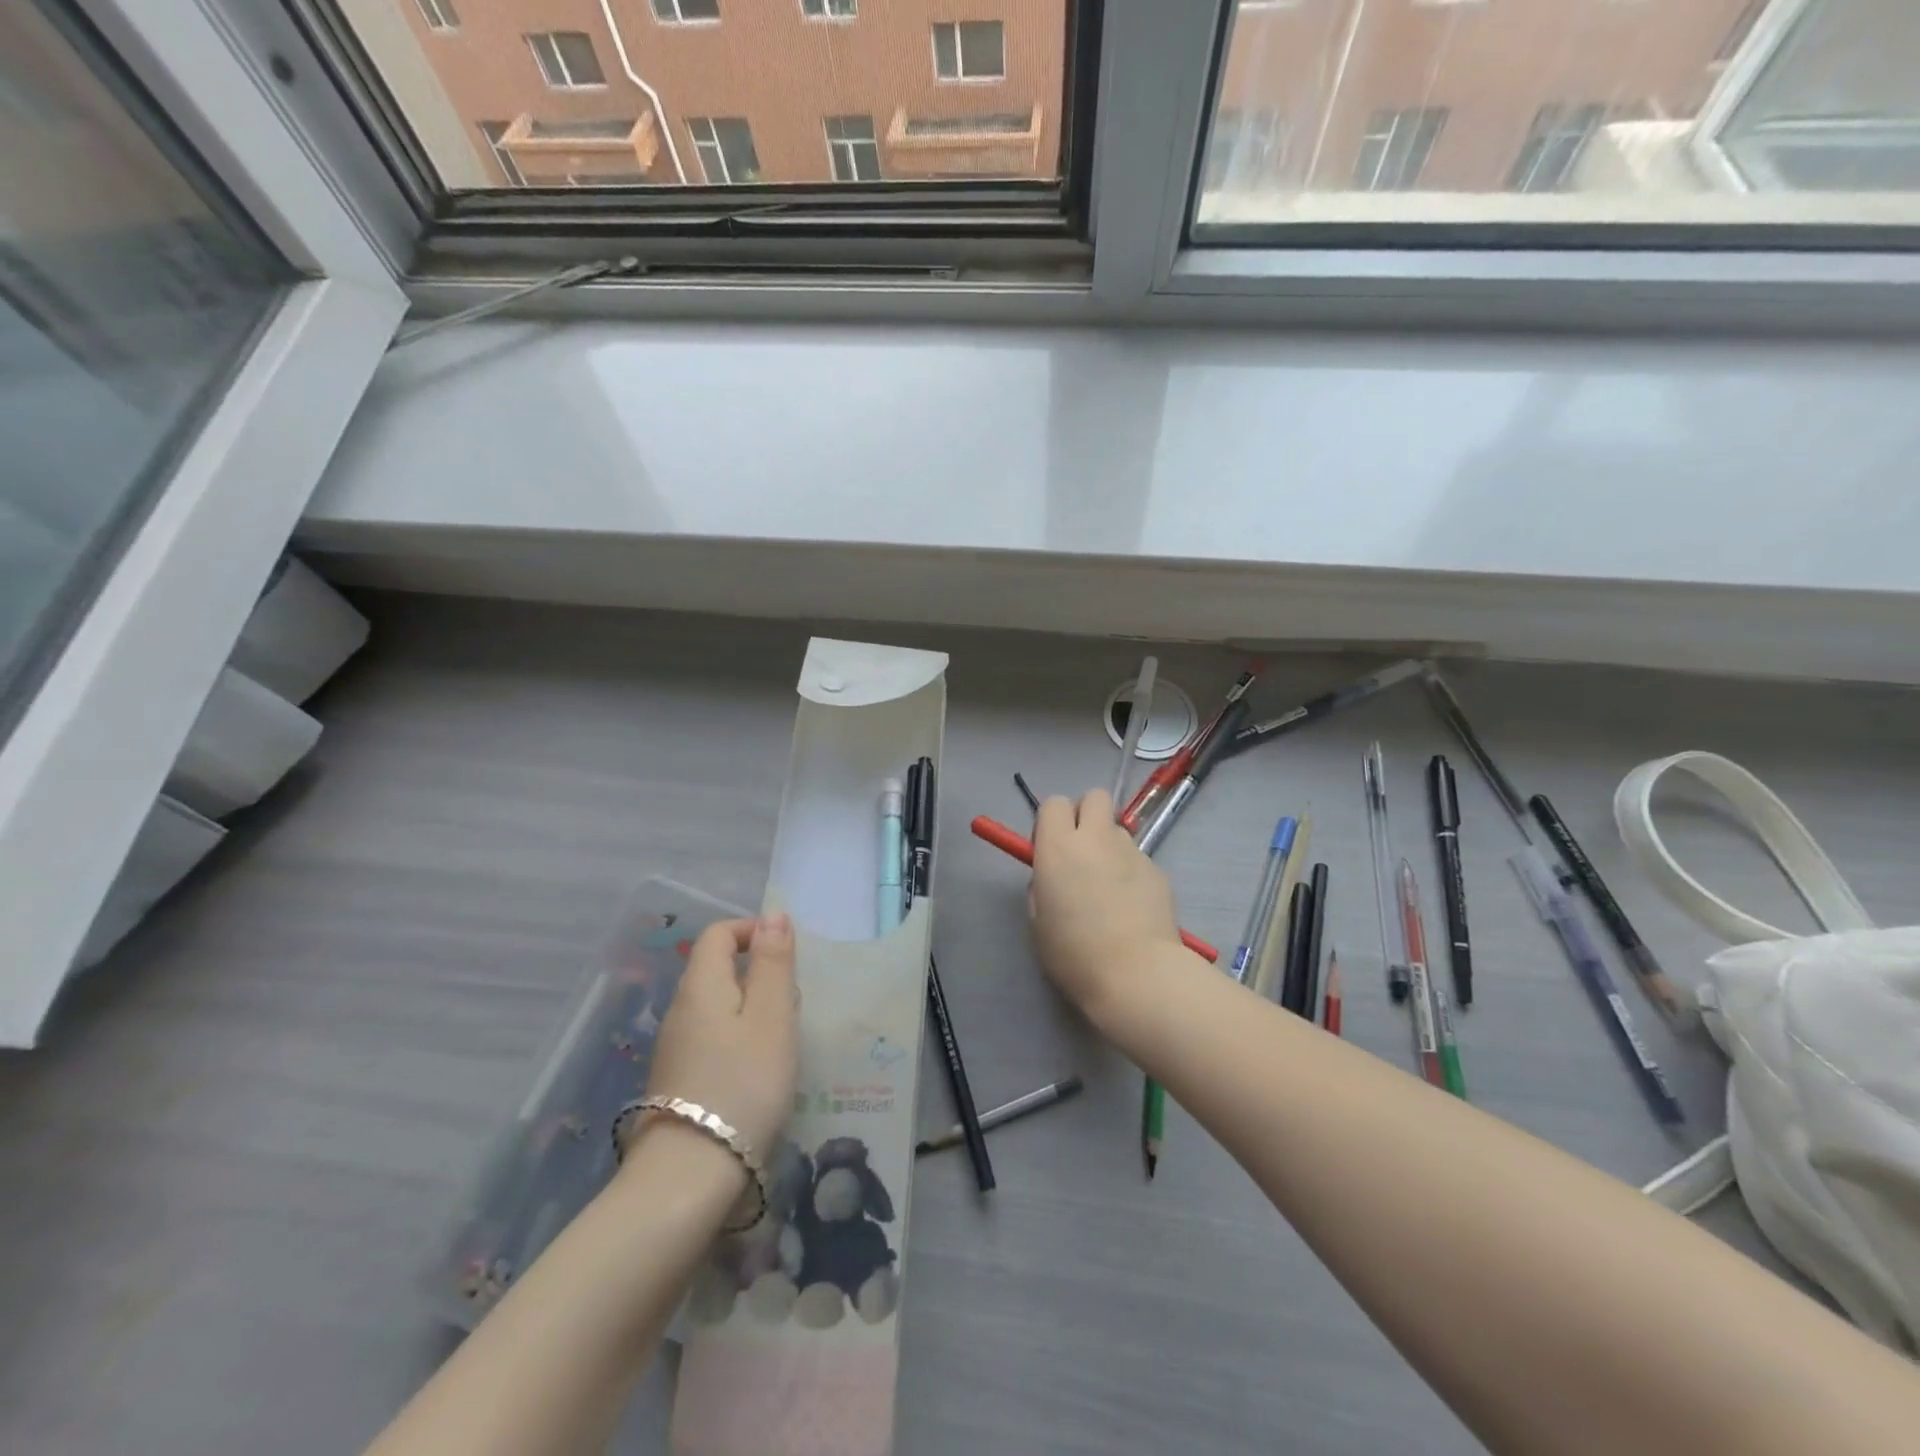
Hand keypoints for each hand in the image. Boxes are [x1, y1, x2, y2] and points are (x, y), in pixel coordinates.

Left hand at [642, 914, 798, 1161]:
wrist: (690, 1175)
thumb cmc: (743, 1084)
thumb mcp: (772, 1016)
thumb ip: (773, 962)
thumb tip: (773, 915)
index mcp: (701, 986)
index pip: (718, 934)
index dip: (752, 931)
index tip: (787, 954)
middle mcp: (680, 1010)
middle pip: (716, 968)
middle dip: (758, 973)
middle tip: (792, 1004)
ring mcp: (674, 1048)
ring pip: (716, 1006)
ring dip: (751, 1009)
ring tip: (781, 1040)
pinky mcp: (677, 1081)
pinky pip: (711, 1038)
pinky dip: (738, 1039)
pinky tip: (757, 1072)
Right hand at [1029, 789, 1184, 1024]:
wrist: (1136, 974)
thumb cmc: (1074, 953)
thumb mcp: (1038, 920)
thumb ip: (1042, 886)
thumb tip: (1054, 875)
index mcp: (1058, 847)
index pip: (1054, 803)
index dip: (1051, 822)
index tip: (1050, 848)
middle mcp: (1096, 838)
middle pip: (1094, 797)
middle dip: (1085, 814)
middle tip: (1080, 849)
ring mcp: (1131, 851)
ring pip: (1118, 830)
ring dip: (1109, 846)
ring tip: (1108, 886)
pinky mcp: (1157, 870)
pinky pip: (1138, 859)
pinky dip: (1131, 873)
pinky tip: (1131, 907)